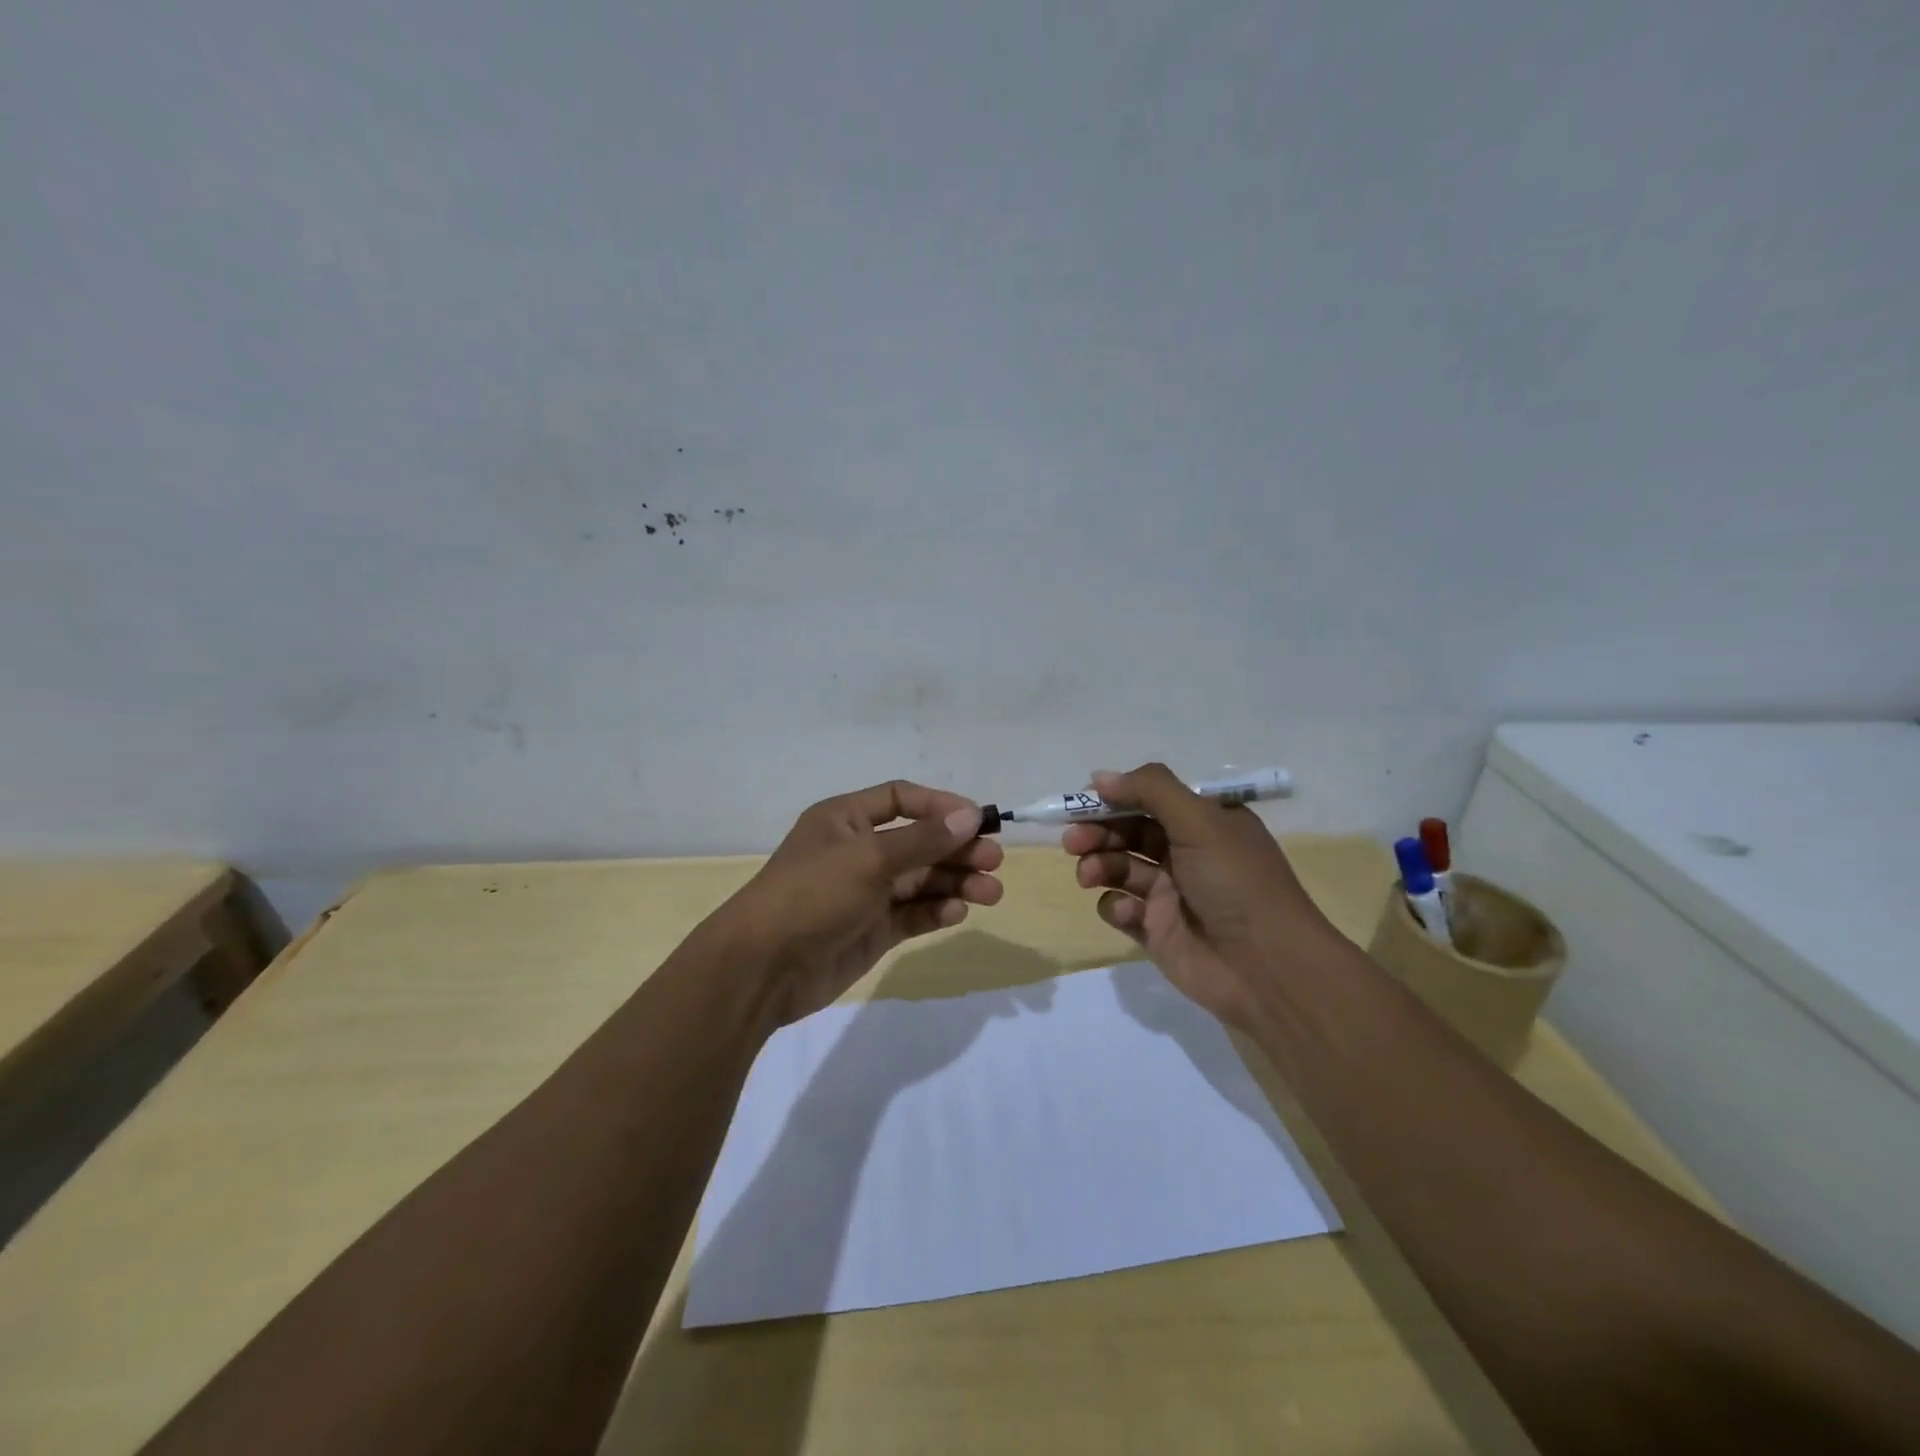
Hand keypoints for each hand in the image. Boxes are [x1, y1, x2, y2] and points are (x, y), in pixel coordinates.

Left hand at [717, 781, 1002, 1025]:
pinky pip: (911, 913)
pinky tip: (956, 913)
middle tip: (994, 861)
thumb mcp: (870, 858)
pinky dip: (935, 911)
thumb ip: (924, 839)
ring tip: (990, 893)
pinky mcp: (871, 929)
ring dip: (955, 882)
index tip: (979, 820)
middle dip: (957, 849)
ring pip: (920, 880)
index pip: (902, 799)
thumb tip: (972, 815)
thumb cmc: (814, 894)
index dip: (941, 806)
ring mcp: (865, 892)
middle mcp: (857, 851)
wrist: (763, 968)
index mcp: (845, 819)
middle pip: (919, 841)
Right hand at [1063, 763, 1340, 1027]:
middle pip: (1128, 831)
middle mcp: (1187, 852)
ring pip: (1119, 867)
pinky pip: (1122, 908)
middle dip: (1097, 831)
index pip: (1150, 798)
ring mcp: (1170, 893)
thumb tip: (1099, 776)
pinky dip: (1116, 905)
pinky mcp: (1156, 930)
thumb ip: (1150, 791)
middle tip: (1073, 840)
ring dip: (1099, 864)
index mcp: (1205, 822)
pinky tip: (1128, 913)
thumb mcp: (1201, 822)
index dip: (1115, 797)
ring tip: (1089, 875)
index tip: (1083, 800)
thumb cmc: (1236, 883)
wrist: (1267, 969)